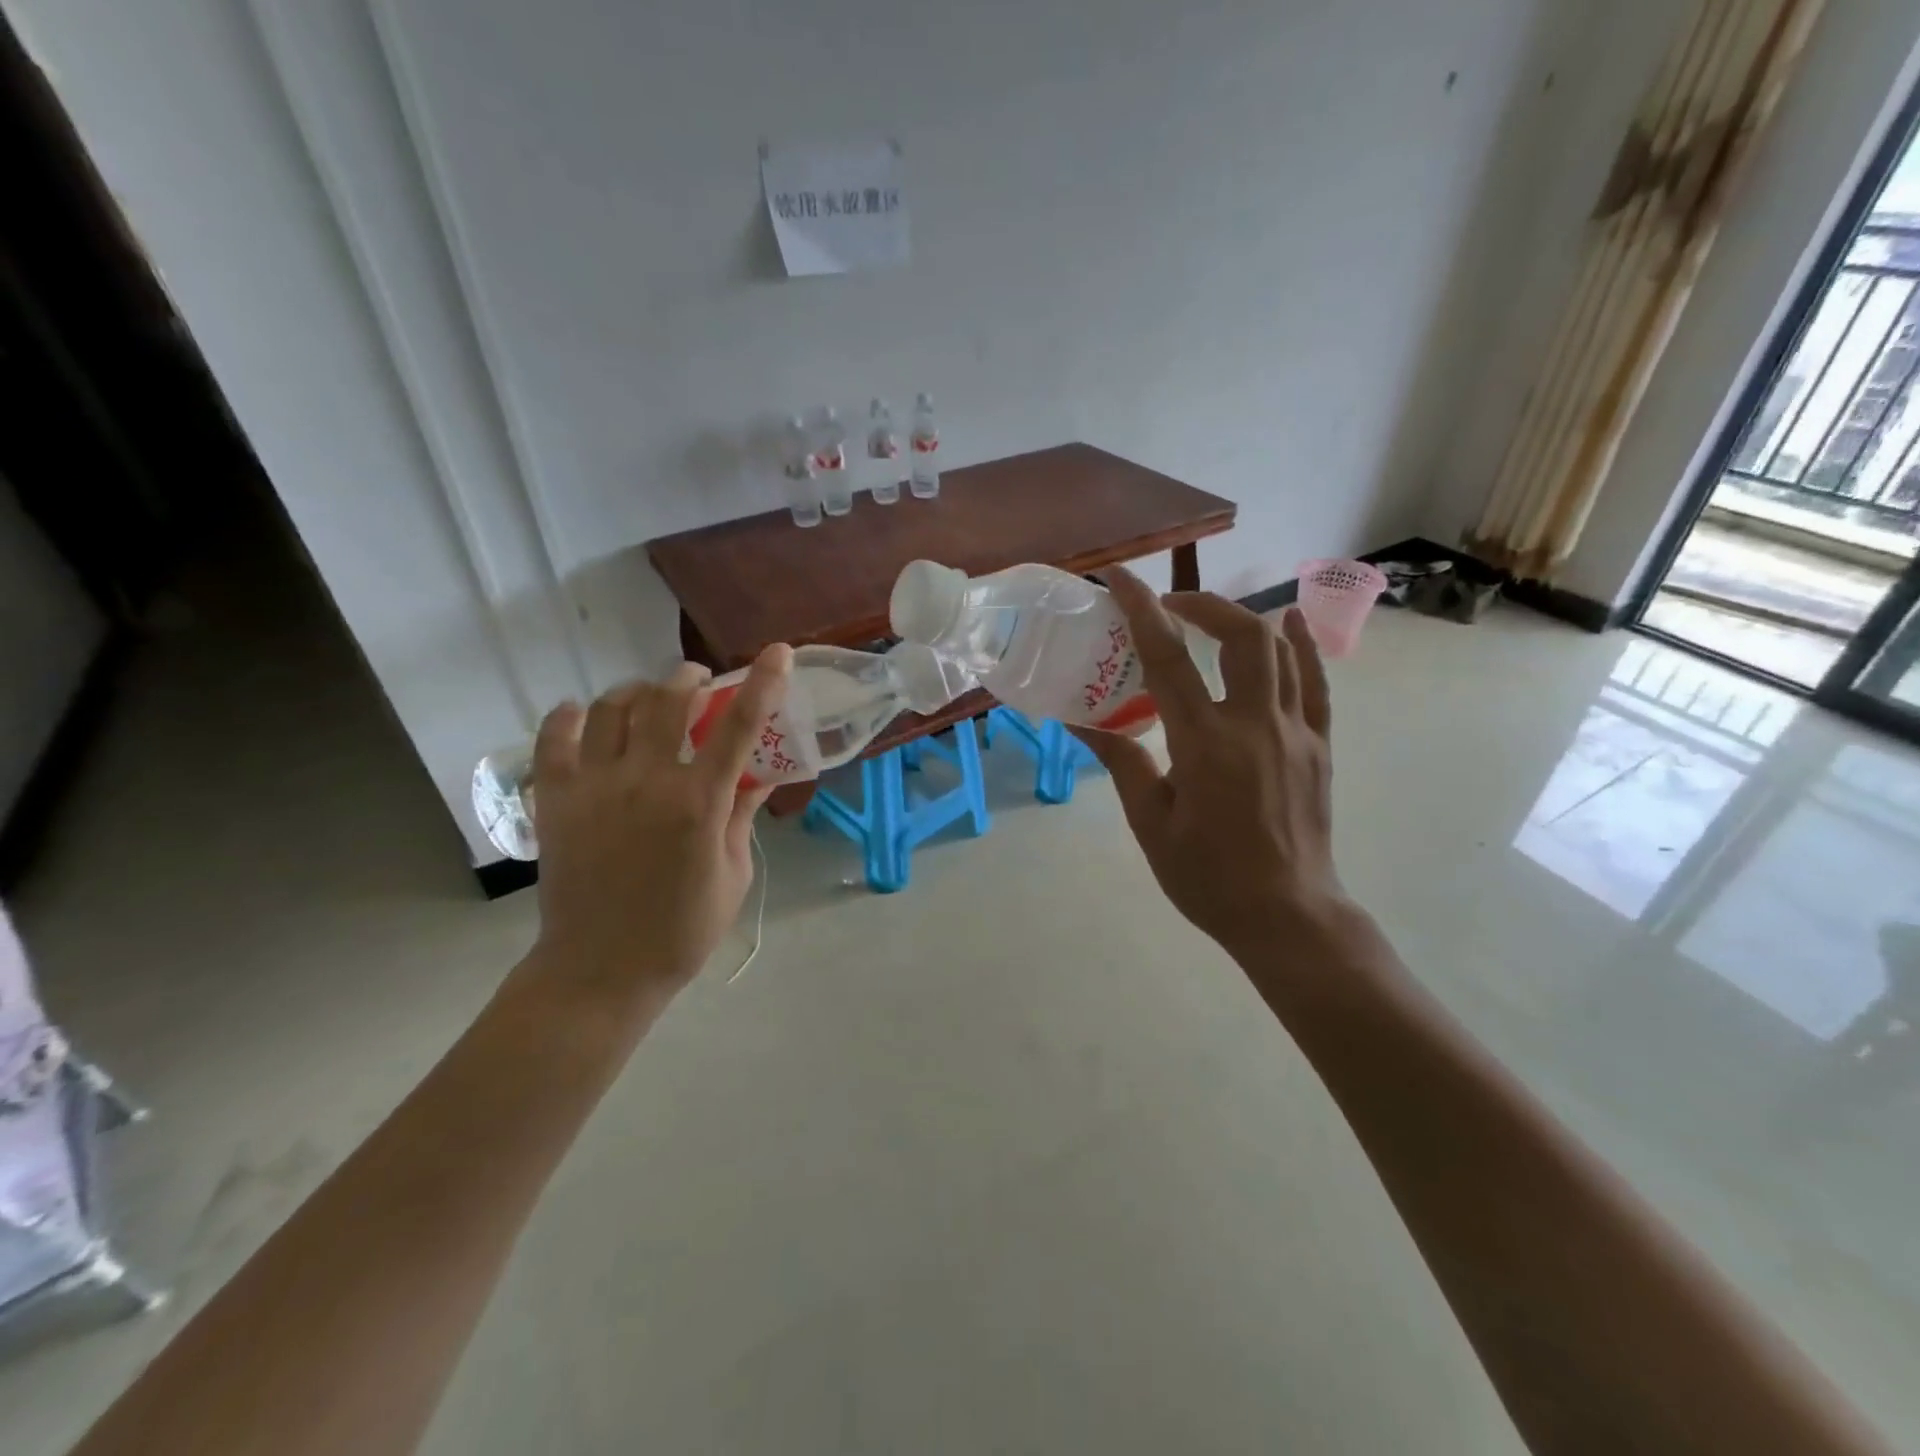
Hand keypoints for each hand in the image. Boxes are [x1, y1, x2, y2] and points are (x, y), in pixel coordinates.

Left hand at [524, 645, 792, 1022]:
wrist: (600, 971)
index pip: (738, 726)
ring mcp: (595, 787)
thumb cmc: (682, 930)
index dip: (763, 683)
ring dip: (637, 692)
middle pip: (668, 699)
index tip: (778, 653)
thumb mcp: (734, 874)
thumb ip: (742, 817)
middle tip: (699, 683)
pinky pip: (555, 737)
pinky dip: (570, 716)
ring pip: (611, 707)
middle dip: (689, 678)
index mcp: (699, 804)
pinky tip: (583, 717)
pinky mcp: (555, 800)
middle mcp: (647, 782)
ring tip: (647, 702)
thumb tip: (760, 776)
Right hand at [1071, 568, 1351, 965]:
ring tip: (1208, 617)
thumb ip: (1122, 762)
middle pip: (1241, 636)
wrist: (1287, 916)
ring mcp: (1295, 732)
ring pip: (1279, 651)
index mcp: (1205, 745)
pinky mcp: (1319, 746)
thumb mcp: (1151, 824)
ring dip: (1242, 620)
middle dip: (1202, 604)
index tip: (1119, 578)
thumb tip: (1083, 722)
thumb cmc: (1208, 878)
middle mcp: (1255, 725)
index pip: (1168, 659)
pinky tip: (1290, 622)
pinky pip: (1315, 683)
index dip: (1141, 611)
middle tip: (1168, 606)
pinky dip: (1302, 646)